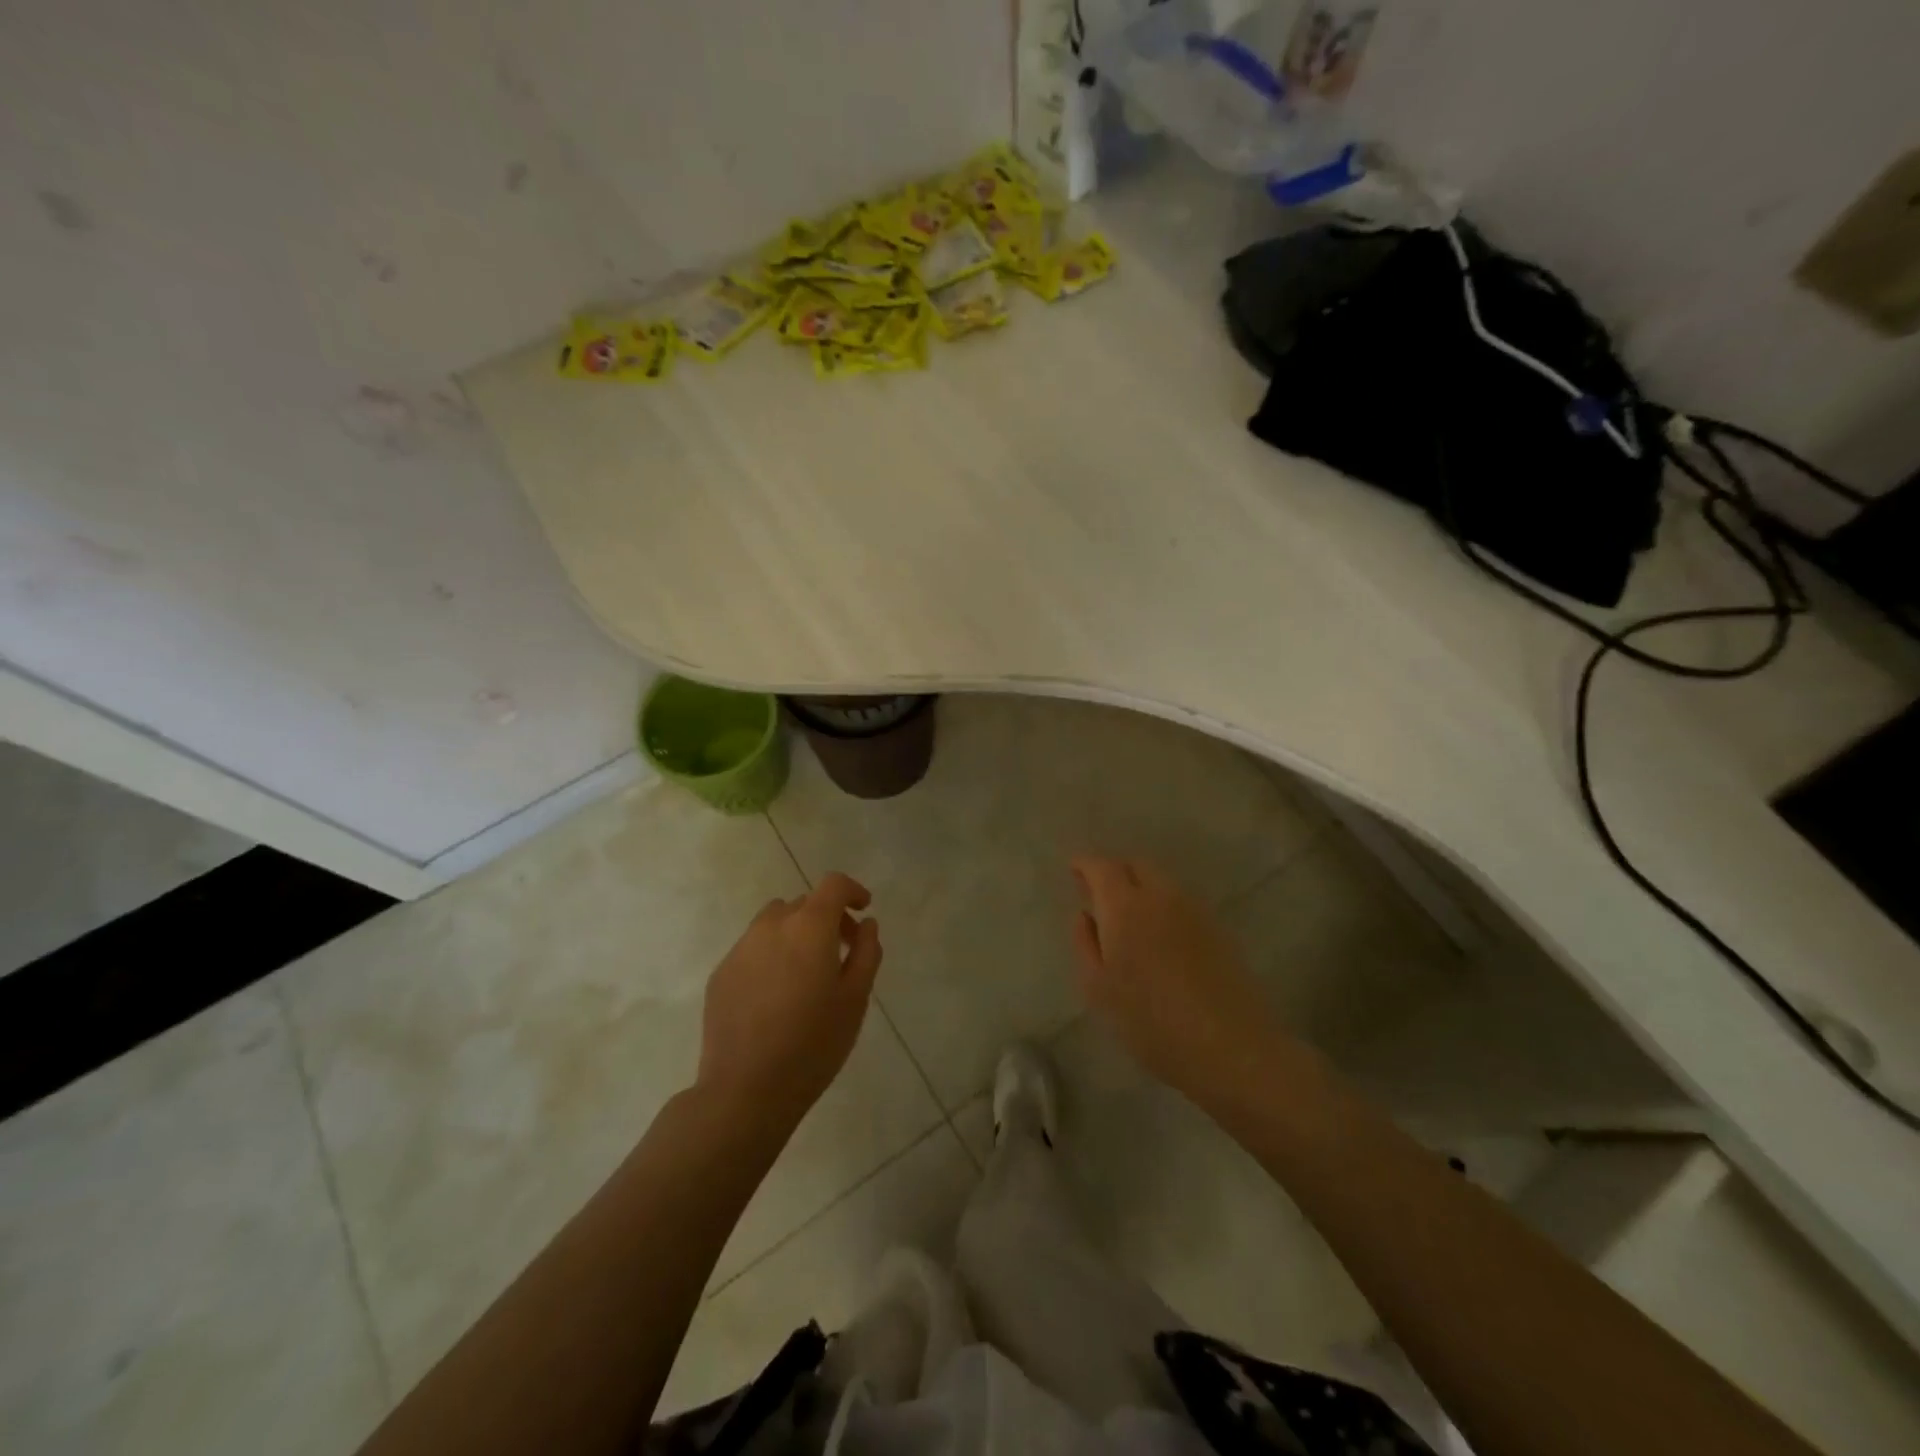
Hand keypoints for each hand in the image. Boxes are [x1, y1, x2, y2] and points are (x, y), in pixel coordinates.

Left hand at [697, 872, 882, 1133]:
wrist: (745, 1090)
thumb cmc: (813, 1044)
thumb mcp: (855, 999)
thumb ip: (866, 952)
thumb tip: (866, 925)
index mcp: (809, 927)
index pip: (833, 885)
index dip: (852, 891)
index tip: (863, 911)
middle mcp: (772, 926)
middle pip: (804, 904)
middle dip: (827, 918)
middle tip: (842, 952)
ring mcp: (741, 948)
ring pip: (774, 923)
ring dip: (796, 934)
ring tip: (806, 974)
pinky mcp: (721, 973)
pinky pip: (753, 949)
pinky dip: (771, 956)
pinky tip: (776, 997)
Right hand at [1070, 856, 1282, 1108]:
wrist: (1231, 1047)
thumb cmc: (1151, 1022)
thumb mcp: (1099, 990)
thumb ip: (1085, 944)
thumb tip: (1085, 915)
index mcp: (1125, 907)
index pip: (1102, 867)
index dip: (1085, 864)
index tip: (1074, 869)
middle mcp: (1161, 896)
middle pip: (1135, 865)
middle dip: (1115, 872)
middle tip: (1099, 893)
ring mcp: (1194, 910)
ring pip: (1161, 882)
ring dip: (1141, 887)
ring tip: (1129, 916)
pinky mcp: (1218, 928)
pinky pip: (1181, 901)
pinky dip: (1163, 904)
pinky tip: (1159, 935)